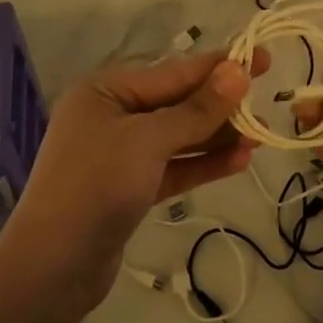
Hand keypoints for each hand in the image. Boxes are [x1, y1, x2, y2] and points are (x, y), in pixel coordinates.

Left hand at [3, 49, 267, 312]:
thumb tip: (237, 72)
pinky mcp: (129, 189)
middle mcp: (110, 117)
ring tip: (261, 136)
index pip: (172, 73)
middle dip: (220, 105)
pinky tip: (239, 161)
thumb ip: (196, 109)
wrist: (54, 265)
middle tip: (267, 101)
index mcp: (105, 91)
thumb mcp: (149, 140)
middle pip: (175, 104)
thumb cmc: (97, 185)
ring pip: (177, 138)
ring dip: (216, 137)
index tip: (262, 57)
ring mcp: (119, 155)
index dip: (219, 66)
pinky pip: (172, 167)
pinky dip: (202, 164)